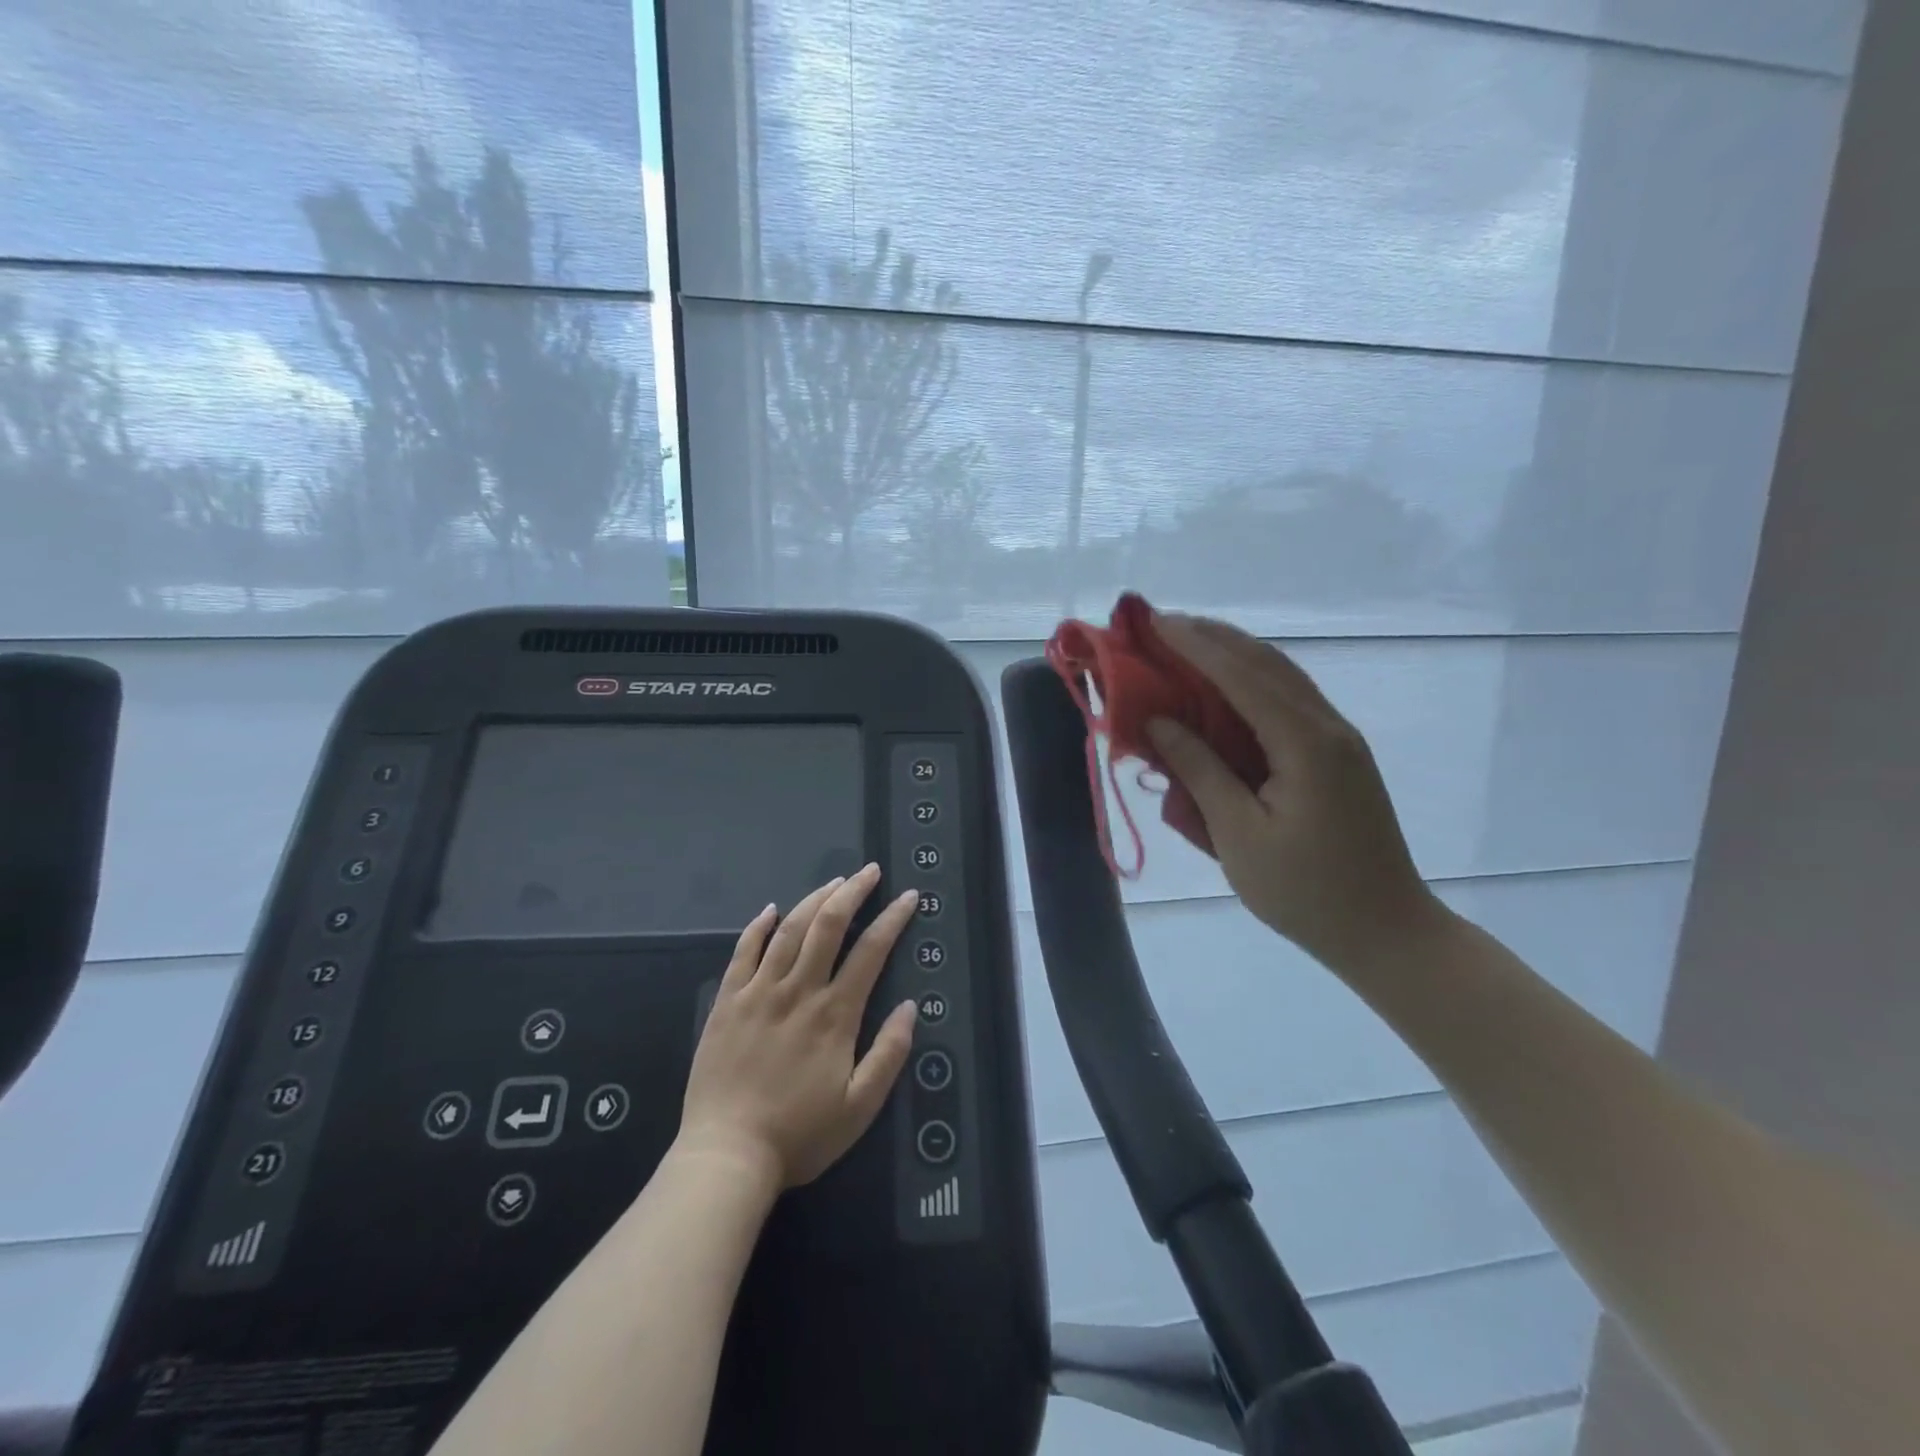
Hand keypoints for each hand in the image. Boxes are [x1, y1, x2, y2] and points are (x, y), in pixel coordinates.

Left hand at [677, 864, 918, 1190]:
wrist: (726, 1156)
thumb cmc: (799, 1135)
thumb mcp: (860, 1107)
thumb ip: (889, 1054)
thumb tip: (910, 1006)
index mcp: (835, 1014)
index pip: (871, 951)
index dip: (892, 920)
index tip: (908, 898)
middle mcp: (798, 991)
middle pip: (828, 925)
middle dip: (853, 892)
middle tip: (870, 872)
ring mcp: (758, 992)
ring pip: (790, 930)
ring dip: (814, 899)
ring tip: (834, 881)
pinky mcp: (727, 1002)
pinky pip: (743, 952)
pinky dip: (758, 926)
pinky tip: (770, 909)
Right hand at [1146, 612, 1441, 971]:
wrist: (1387, 933)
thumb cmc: (1306, 892)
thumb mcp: (1239, 835)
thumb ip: (1199, 771)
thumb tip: (1158, 722)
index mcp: (1305, 743)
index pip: (1241, 676)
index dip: (1194, 646)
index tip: (1154, 622)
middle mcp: (1328, 727)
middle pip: (1266, 664)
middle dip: (1213, 638)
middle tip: (1162, 624)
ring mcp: (1339, 741)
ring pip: (1282, 678)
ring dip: (1235, 655)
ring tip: (1188, 642)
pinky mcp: (1339, 758)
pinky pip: (1290, 702)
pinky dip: (1253, 683)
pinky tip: (1227, 687)